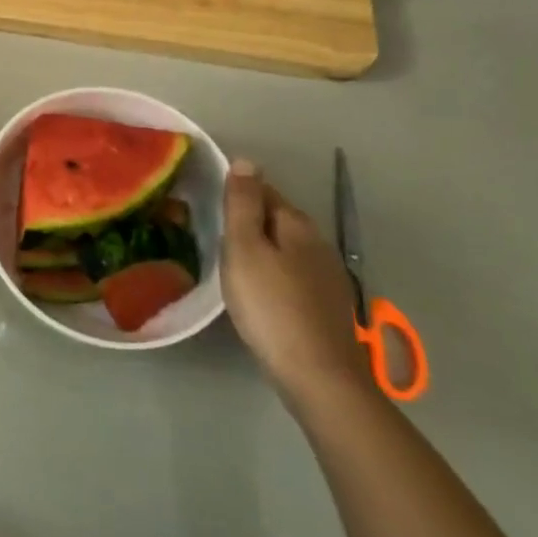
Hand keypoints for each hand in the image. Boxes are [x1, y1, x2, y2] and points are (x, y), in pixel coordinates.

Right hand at [221, 160, 373, 408]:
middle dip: (250, 221)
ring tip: (231, 263)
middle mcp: (318, 243)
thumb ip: (243, 204)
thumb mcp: (245, 248)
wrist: (318, 376)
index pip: (264, 191)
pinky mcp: (327, 307)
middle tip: (215, 235)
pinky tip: (259, 292)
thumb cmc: (271, 306)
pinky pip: (293, 275)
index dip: (237, 193)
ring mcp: (327, 277)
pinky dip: (274, 274)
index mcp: (297, 224)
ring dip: (262, 249)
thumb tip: (246, 160)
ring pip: (287, 249)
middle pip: (277, 219)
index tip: (210, 205)